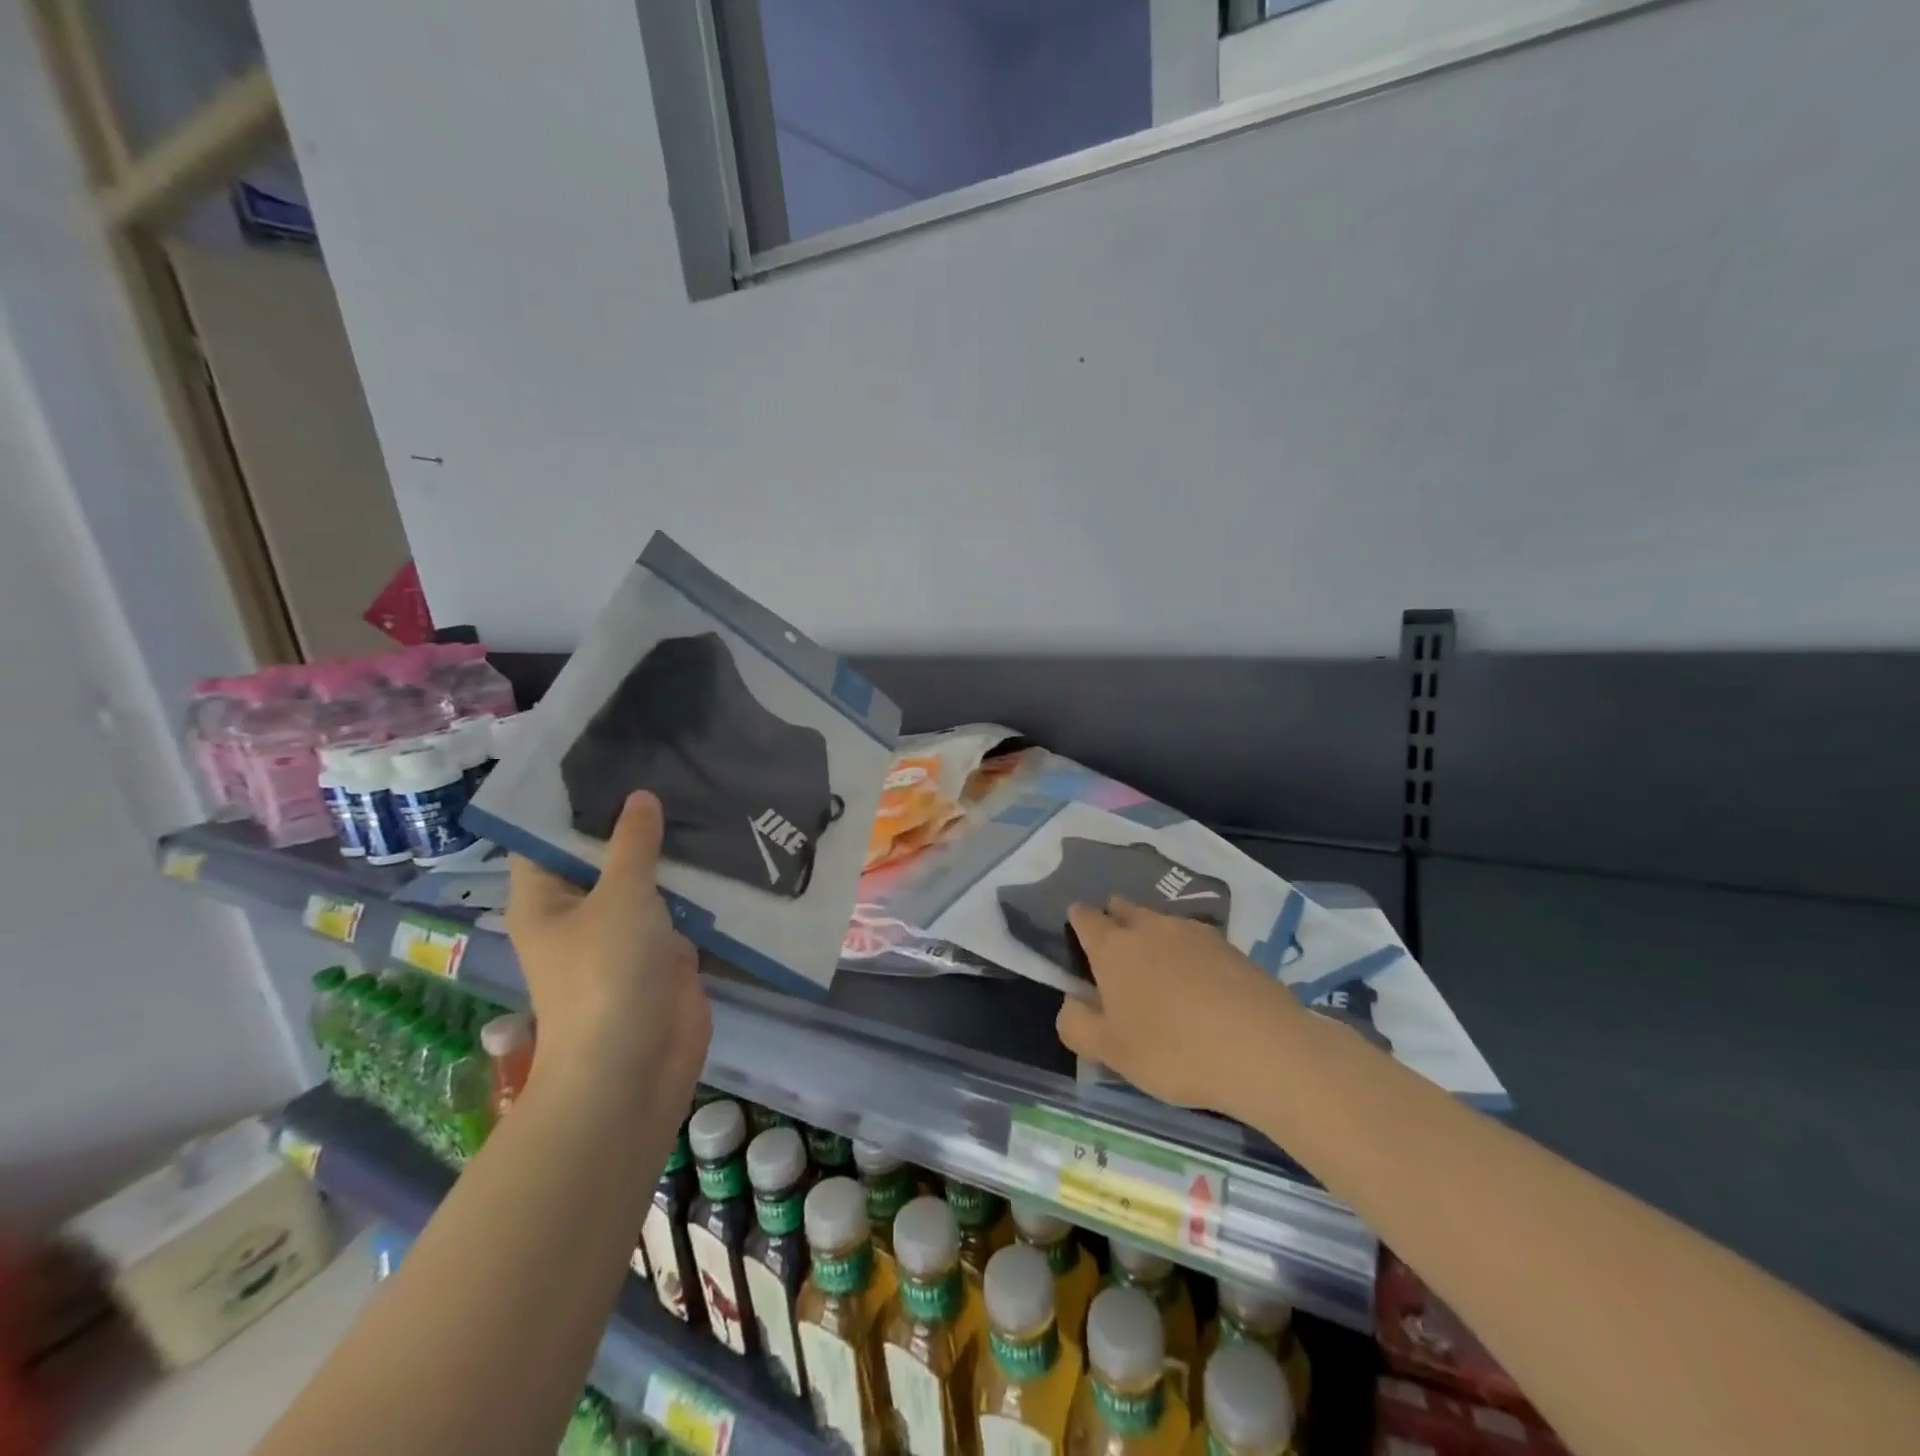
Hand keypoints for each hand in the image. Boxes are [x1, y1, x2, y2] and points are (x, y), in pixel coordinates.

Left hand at [505, 791, 710, 1108]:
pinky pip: (679, 908)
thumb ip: (633, 846)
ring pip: (646, 880)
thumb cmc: (606, 975)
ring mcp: (624, 933)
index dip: (573, 801)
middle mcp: (580, 911)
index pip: (548, 836)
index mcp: (545, 898)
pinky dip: (697, 884)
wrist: (635, 1067)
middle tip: (671, 766)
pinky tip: (724, 846)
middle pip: (603, 854)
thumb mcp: (619, 898)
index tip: (610, 758)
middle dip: (634, 821)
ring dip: (671, 852)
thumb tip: (641, 797)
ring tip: (703, 794)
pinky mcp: (663, 952)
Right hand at [1055, 897, 1304, 1114]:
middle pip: (1124, 909)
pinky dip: (1187, 952)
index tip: (1078, 935)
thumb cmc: (1172, 1051)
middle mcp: (1149, 927)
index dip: (1078, 921)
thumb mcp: (1110, 1052)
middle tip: (1116, 949)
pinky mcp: (1230, 946)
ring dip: (1152, 935)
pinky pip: (1195, 939)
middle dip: (1115, 919)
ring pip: (1161, 921)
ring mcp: (1193, 932)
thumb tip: (1071, 1002)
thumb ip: (1076, 1024)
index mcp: (1113, 946)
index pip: (1085, 917)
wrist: (1262, 1049)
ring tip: (1158, 967)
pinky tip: (1197, 981)